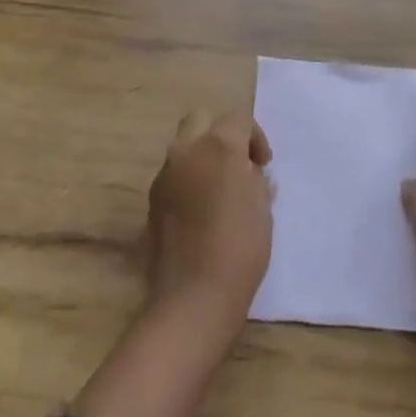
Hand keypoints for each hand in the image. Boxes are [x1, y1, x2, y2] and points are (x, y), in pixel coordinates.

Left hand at [69, 109, 272, 416]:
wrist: (194, 297)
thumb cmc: (240, 249)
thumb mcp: (262, 210)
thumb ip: (255, 181)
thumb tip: (250, 174)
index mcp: (218, 146)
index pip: (237, 119)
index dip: (254, 137)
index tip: (263, 164)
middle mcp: (186, 151)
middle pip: (201, 120)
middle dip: (220, 133)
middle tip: (237, 164)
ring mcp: (164, 176)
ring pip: (183, 147)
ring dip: (201, 157)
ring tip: (219, 190)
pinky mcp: (152, 202)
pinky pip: (173, 176)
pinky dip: (187, 181)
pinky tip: (200, 212)